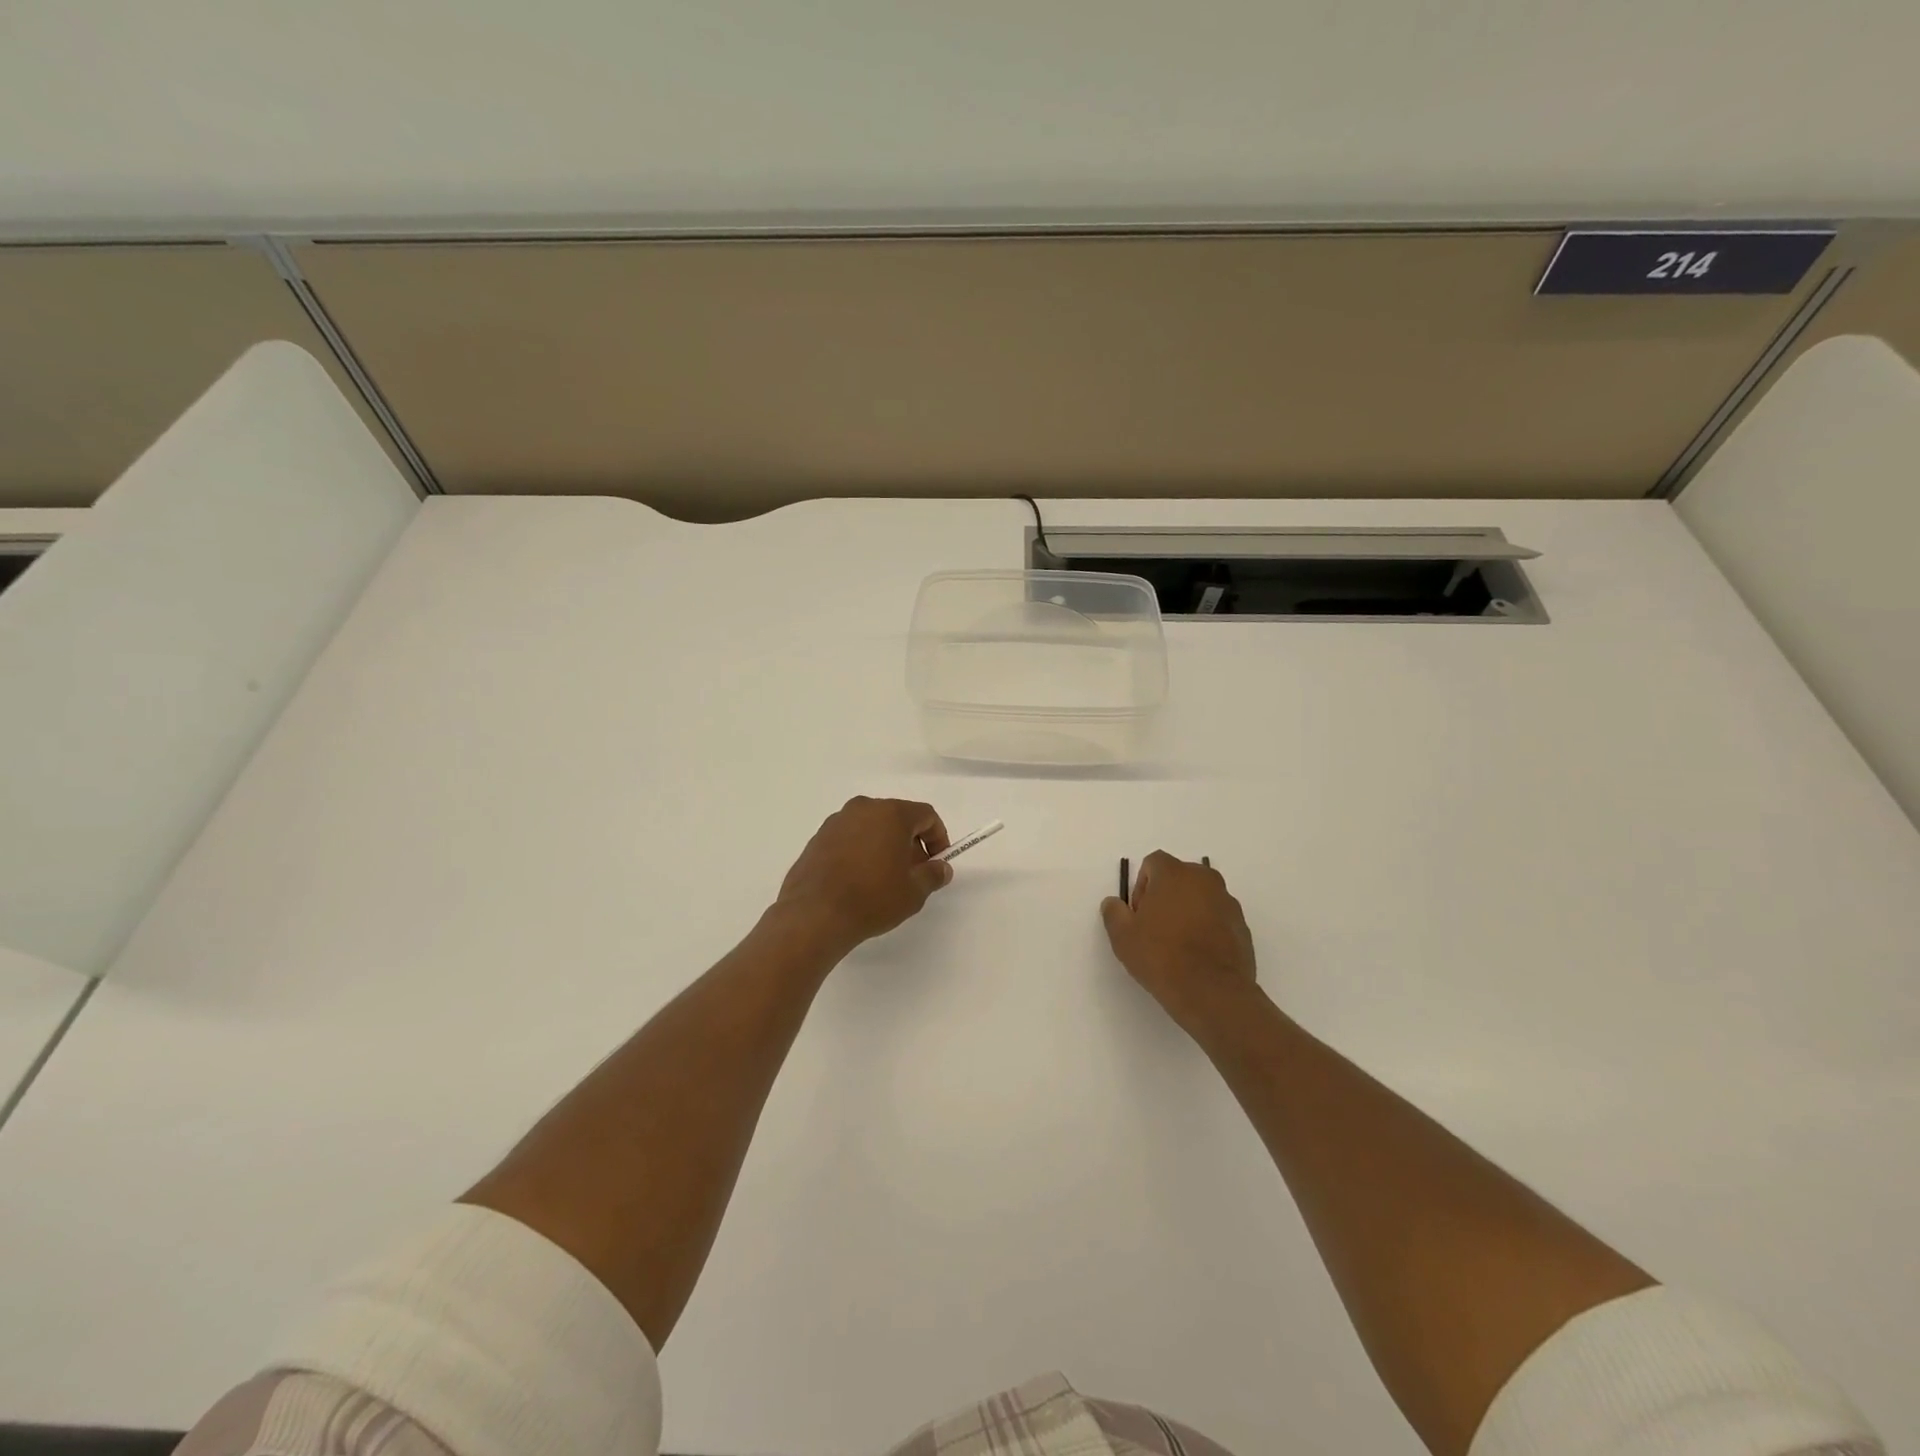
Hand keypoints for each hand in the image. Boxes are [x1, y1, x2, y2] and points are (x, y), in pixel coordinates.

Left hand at [776, 797, 952, 952]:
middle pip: (897, 818)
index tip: (937, 862)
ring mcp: (837, 821)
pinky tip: (859, 880)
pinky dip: (861, 851)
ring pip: (872, 827)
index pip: (925, 815)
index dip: (937, 837)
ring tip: (885, 879)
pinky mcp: (818, 838)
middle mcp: (863, 808)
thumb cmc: (872, 898)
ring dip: (885, 846)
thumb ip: (933, 875)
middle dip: (911, 842)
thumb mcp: (914, 892)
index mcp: (891, 813)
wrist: (815, 914)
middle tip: (913, 873)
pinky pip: (850, 837)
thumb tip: (941, 868)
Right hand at [1101, 851, 1256, 1028]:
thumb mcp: (1123, 936)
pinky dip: (1207, 927)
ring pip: (1201, 897)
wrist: (1212, 992)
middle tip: (1155, 927)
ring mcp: (1228, 902)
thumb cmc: (1161, 956)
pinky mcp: (1242, 926)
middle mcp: (1204, 880)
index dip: (1141, 885)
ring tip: (1178, 944)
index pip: (1153, 863)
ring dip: (1188, 911)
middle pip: (1179, 877)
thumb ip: (1114, 913)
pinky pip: (1218, 917)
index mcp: (1174, 874)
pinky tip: (1197, 955)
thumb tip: (1113, 903)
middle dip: (1165, 895)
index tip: (1139, 914)